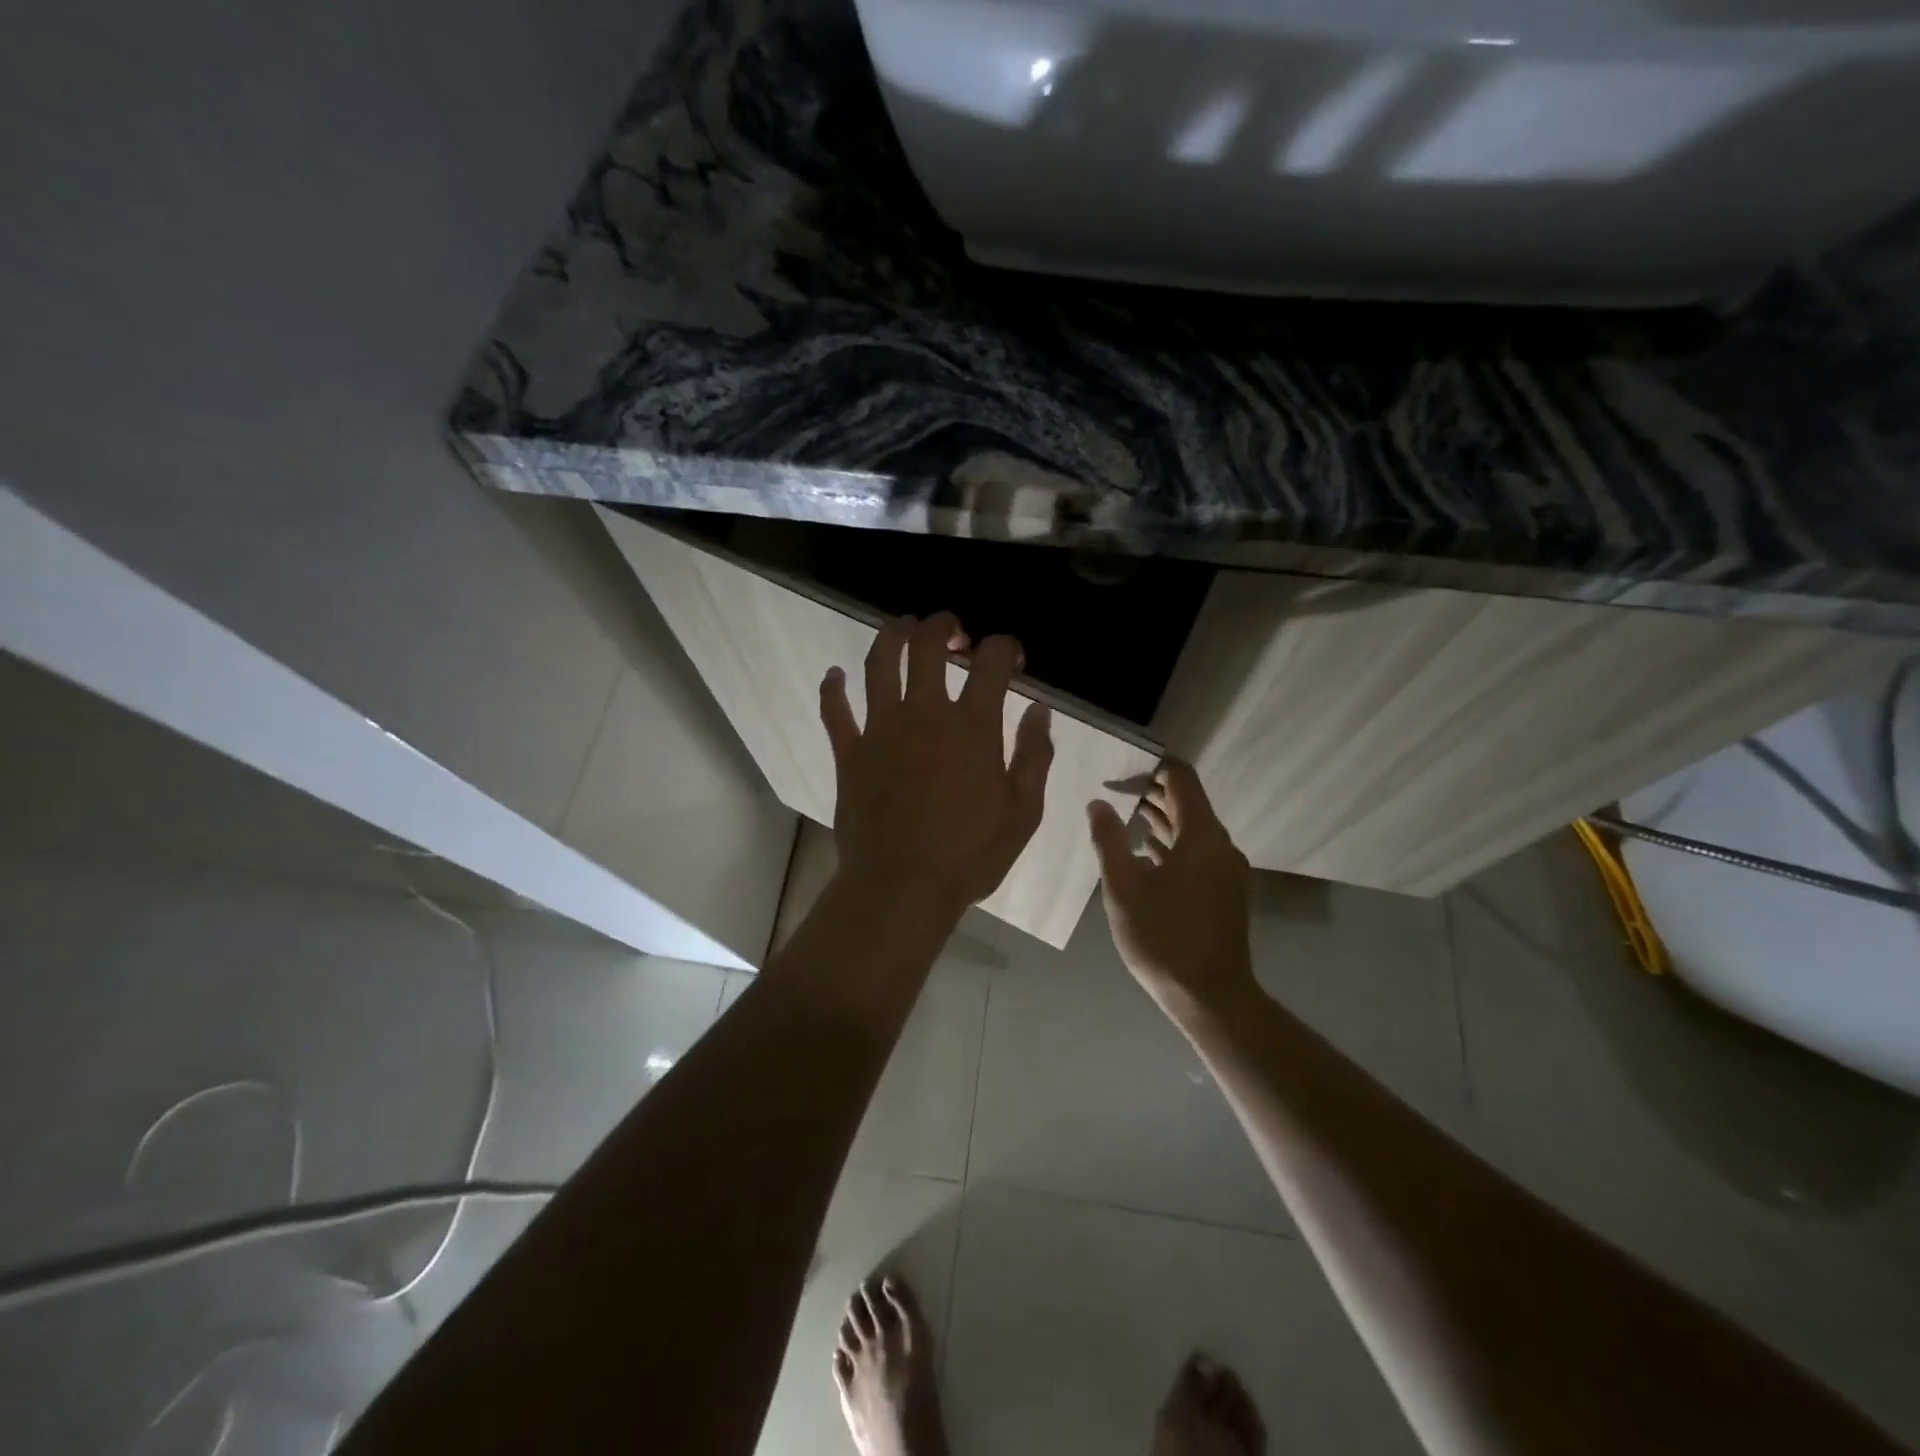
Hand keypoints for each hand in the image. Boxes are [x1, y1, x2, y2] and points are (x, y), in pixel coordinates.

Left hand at [821, 613, 1053, 917]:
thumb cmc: (970, 855)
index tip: (1011, 658)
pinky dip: (833, 688)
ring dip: (891, 636)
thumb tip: (1039, 711)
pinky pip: (835, 710)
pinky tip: (835, 675)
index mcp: (971, 726)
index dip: (1005, 648)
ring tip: (901, 627)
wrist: (902, 888)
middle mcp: (924, 714)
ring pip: (879, 664)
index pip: (991, 662)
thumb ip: (1034, 756)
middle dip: (943, 626)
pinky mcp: (849, 753)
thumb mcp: (1023, 812)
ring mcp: (880, 729)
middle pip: (927, 646)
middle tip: (952, 630)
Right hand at [1088, 760, 1256, 1018]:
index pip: (1181, 778)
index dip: (1151, 766)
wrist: (1210, 997)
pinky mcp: (1223, 890)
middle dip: (1150, 792)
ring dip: (1159, 818)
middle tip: (1111, 789)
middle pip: (1187, 801)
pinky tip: (1143, 853)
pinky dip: (1170, 844)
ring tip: (1121, 815)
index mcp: (1201, 836)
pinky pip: (1196, 851)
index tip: (1118, 769)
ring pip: (1191, 828)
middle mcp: (1220, 844)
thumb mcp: (1124, 888)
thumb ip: (1108, 841)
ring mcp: (1225, 869)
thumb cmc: (1163, 939)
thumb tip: (1098, 803)